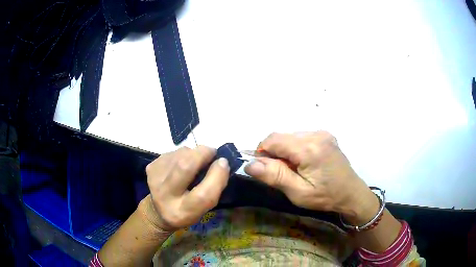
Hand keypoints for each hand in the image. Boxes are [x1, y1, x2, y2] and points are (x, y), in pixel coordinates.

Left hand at [143, 146, 229, 231]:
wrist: (158, 210)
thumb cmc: (186, 210)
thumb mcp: (203, 209)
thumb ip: (213, 190)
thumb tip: (220, 162)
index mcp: (182, 213)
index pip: (203, 195)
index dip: (217, 176)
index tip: (224, 162)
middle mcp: (165, 197)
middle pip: (184, 168)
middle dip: (202, 154)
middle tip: (212, 152)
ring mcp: (154, 180)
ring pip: (179, 155)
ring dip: (193, 153)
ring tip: (197, 159)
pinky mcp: (151, 168)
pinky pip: (172, 152)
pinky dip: (183, 153)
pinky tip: (183, 162)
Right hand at [244, 132, 378, 222]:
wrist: (351, 194)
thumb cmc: (325, 197)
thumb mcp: (298, 192)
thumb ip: (275, 176)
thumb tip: (250, 164)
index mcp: (309, 148)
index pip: (273, 139)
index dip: (262, 152)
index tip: (265, 169)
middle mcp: (316, 134)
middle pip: (282, 137)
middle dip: (275, 153)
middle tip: (283, 173)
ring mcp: (322, 133)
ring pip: (291, 136)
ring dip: (286, 151)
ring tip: (296, 169)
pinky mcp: (325, 136)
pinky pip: (301, 137)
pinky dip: (296, 148)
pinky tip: (305, 163)